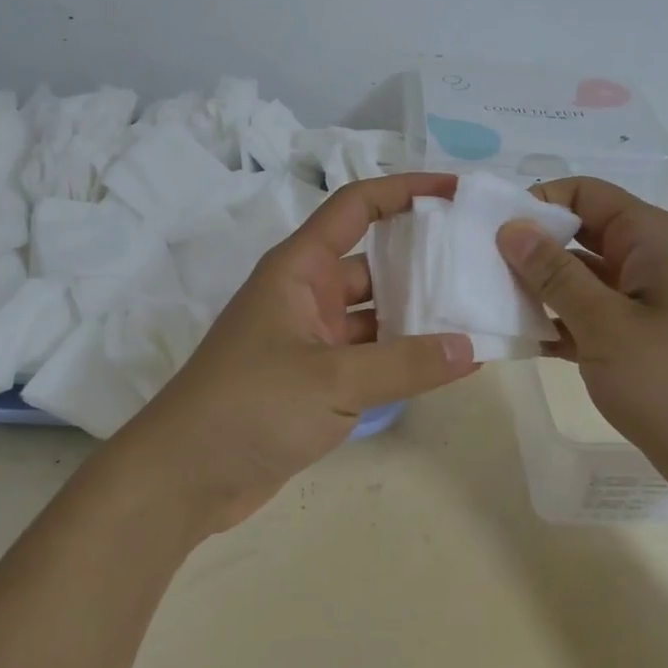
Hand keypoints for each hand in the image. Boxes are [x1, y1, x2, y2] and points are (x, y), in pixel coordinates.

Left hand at [123, 173, 478, 531]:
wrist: (185, 477)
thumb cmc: (251, 405)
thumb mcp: (333, 379)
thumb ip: (405, 363)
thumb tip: (471, 347)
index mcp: (299, 268)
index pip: (356, 206)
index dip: (404, 190)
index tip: (455, 191)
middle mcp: (306, 294)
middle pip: (374, 261)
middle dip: (424, 260)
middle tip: (482, 262)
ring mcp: (310, 338)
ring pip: (375, 313)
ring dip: (418, 314)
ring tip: (478, 313)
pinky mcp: (315, 379)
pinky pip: (368, 354)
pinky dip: (401, 356)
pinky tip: (445, 363)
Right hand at [497, 177, 667, 508]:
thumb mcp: (606, 324)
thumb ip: (554, 273)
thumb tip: (510, 226)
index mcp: (652, 237)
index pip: (584, 194)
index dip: (536, 203)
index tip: (488, 232)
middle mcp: (649, 258)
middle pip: (578, 233)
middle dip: (529, 247)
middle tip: (475, 267)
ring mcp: (643, 301)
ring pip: (578, 277)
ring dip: (536, 288)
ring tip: (484, 302)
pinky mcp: (637, 339)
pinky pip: (586, 316)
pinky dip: (555, 322)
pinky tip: (514, 339)